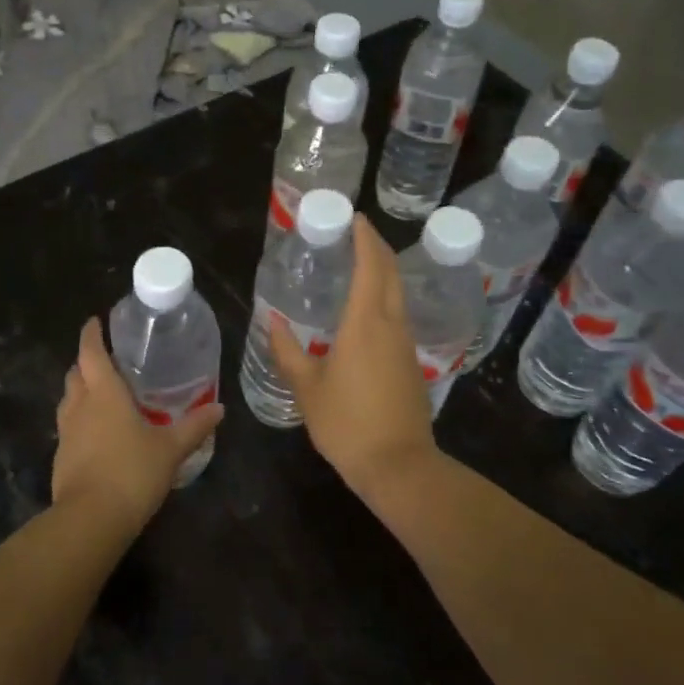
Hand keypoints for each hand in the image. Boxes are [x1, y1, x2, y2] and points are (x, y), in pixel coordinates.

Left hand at [53, 317, 223, 531]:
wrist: (91, 519)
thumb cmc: (132, 472)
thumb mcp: (170, 449)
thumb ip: (194, 426)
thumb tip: (219, 408)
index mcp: (104, 393)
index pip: (91, 352)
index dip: (91, 334)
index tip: (94, 321)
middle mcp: (80, 406)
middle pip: (76, 373)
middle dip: (87, 362)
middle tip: (108, 360)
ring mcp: (66, 433)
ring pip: (69, 400)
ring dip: (81, 391)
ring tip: (103, 394)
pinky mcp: (61, 458)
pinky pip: (69, 427)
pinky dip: (81, 420)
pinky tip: (99, 433)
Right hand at [267, 216, 437, 495]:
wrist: (398, 466)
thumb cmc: (347, 423)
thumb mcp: (307, 388)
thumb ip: (287, 351)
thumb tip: (271, 322)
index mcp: (365, 323)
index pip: (371, 265)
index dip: (365, 238)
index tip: (355, 218)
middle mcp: (391, 325)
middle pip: (391, 273)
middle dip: (377, 247)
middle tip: (356, 233)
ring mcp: (406, 344)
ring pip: (398, 294)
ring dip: (383, 272)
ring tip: (358, 265)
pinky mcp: (412, 363)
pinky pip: (399, 316)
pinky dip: (385, 298)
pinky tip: (366, 311)